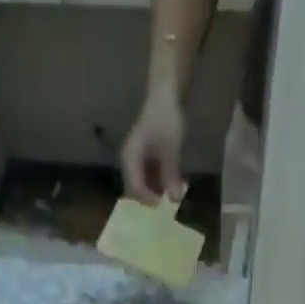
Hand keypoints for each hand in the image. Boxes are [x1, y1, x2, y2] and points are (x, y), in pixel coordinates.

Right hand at [121, 86, 186, 201]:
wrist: (166, 95)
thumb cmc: (165, 118)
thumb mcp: (170, 148)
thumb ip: (171, 174)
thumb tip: (174, 200)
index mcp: (130, 159)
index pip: (135, 188)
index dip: (148, 200)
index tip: (163, 205)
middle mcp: (129, 164)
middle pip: (136, 192)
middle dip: (151, 200)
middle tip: (167, 208)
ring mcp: (137, 163)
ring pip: (144, 188)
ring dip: (157, 194)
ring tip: (171, 198)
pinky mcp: (145, 162)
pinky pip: (150, 180)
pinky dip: (160, 186)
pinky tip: (172, 188)